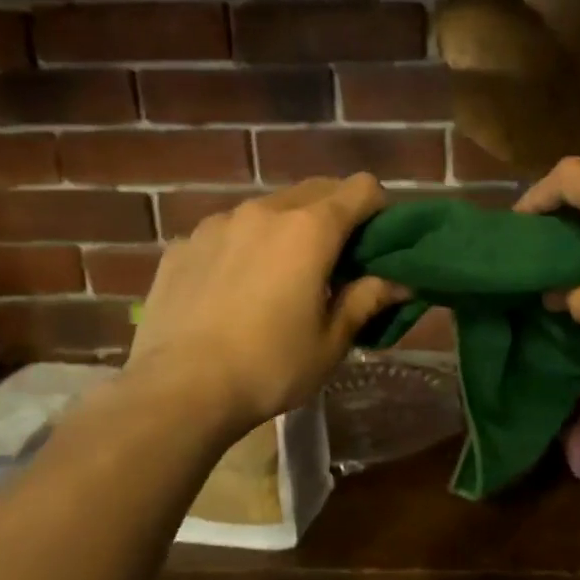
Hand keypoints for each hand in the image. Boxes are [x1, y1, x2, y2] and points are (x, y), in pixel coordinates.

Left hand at [125, 176, 403, 434]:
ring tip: (281, 275)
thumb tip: (400, 283)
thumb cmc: (270, 367)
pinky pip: (227, 232)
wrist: (179, 392)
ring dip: (287, 229)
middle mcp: (264, 212)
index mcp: (309, 230)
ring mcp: (217, 224)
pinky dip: (244, 247)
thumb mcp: (331, 341)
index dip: (378, 209)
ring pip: (268, 209)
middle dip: (335, 215)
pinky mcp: (182, 245)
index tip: (377, 243)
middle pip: (315, 190)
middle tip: (336, 261)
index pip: (361, 188)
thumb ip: (367, 300)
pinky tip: (234, 290)